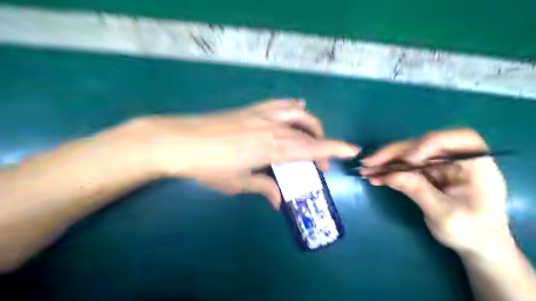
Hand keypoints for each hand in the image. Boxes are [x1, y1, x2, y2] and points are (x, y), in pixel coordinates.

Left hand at [134, 100, 359, 207]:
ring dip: (310, 123)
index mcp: (272, 148)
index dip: (334, 148)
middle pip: (307, 132)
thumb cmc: (208, 166)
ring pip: (297, 113)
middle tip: (320, 161)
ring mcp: (261, 115)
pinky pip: (278, 104)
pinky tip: (296, 108)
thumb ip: (263, 188)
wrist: (178, 141)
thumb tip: (279, 201)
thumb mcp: (237, 182)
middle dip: (322, 143)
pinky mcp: (250, 109)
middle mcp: (272, 127)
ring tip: (312, 135)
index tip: (353, 149)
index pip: (311, 148)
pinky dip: (291, 106)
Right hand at [357, 128, 512, 256]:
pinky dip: (388, 171)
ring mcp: (439, 165)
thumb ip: (418, 190)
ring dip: (386, 161)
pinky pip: (404, 167)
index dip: (428, 144)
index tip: (409, 160)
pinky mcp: (427, 173)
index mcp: (475, 164)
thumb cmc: (471, 232)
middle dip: (394, 153)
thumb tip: (389, 175)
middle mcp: (456, 159)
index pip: (456, 139)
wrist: (476, 245)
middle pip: (422, 145)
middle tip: (370, 161)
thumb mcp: (445, 214)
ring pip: (408, 155)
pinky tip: (374, 176)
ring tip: (366, 169)